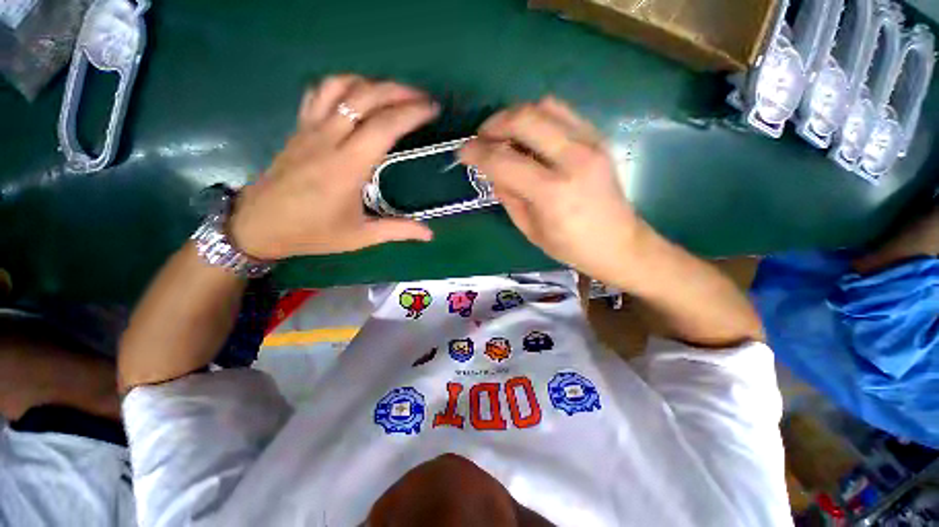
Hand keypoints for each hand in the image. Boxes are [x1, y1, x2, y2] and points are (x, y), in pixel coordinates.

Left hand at [230, 75, 438, 259]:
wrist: (259, 225)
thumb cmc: (313, 232)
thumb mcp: (360, 237)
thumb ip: (398, 231)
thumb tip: (430, 234)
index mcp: (347, 167)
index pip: (383, 126)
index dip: (411, 112)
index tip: (432, 109)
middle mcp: (328, 139)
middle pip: (365, 97)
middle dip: (398, 91)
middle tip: (422, 97)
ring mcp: (310, 129)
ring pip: (340, 86)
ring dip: (372, 83)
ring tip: (394, 93)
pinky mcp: (299, 127)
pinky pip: (319, 92)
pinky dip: (343, 84)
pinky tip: (357, 94)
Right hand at [459, 96, 640, 282]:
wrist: (620, 243)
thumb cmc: (571, 247)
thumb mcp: (530, 229)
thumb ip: (508, 196)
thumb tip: (491, 171)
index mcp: (552, 193)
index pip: (504, 160)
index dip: (477, 153)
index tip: (463, 152)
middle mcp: (574, 159)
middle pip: (525, 119)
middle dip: (494, 124)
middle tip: (481, 138)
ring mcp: (591, 144)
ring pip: (545, 106)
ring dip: (515, 116)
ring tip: (503, 134)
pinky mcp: (599, 138)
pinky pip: (562, 112)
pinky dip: (538, 117)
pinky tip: (529, 136)